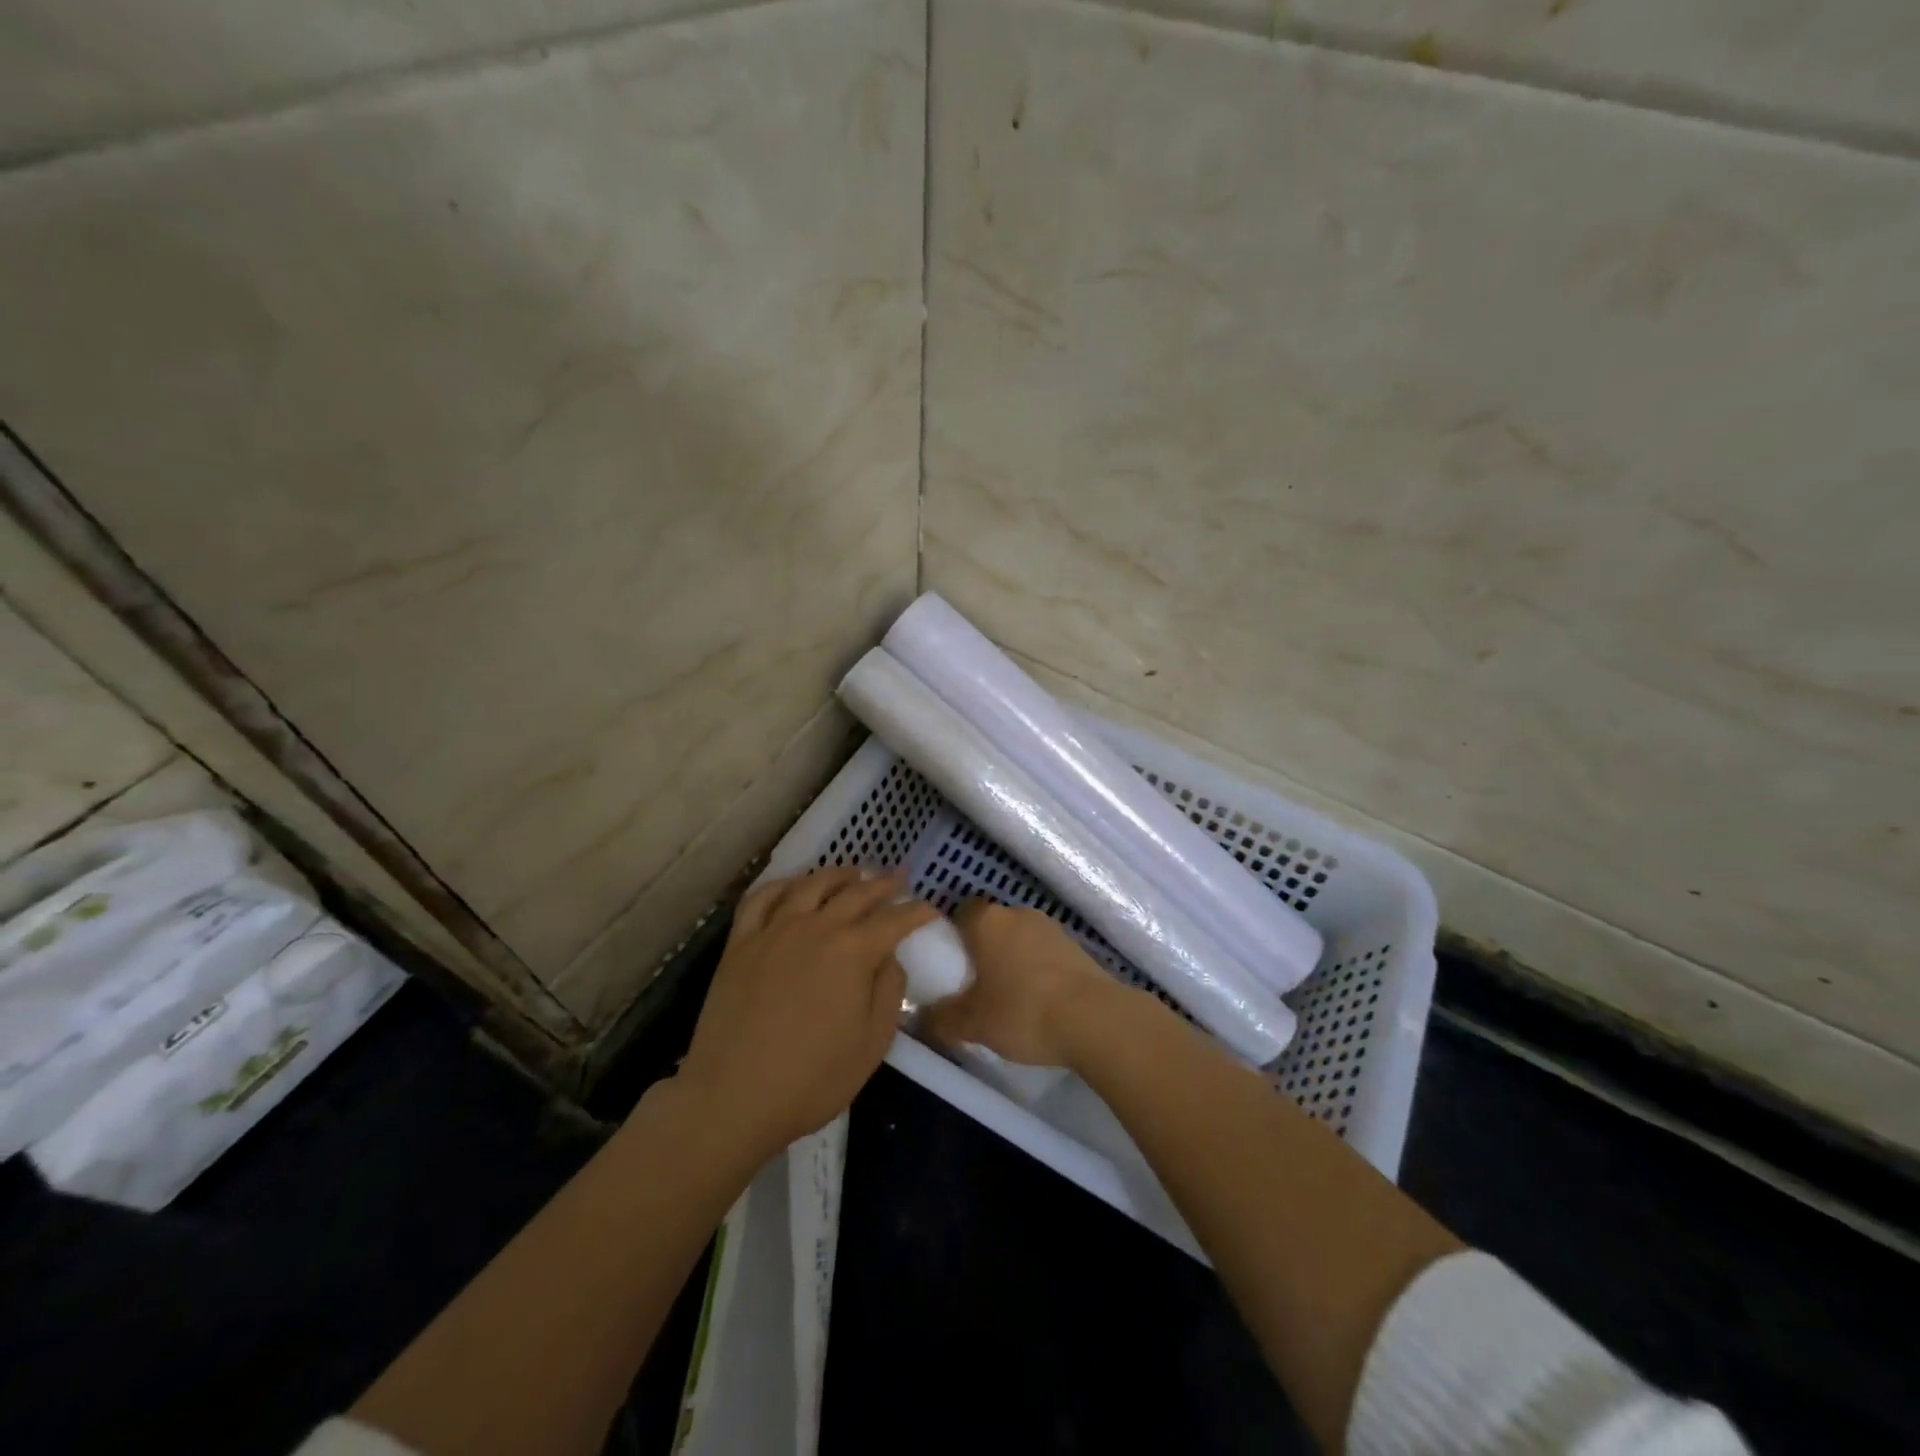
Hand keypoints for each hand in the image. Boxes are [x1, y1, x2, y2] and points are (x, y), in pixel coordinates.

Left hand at [674, 868, 936, 1159]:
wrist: (733, 1097)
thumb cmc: (812, 1079)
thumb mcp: (871, 1044)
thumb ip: (888, 991)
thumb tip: (890, 957)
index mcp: (853, 952)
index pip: (894, 920)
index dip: (916, 912)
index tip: (930, 909)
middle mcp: (816, 928)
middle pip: (856, 893)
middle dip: (883, 883)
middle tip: (899, 878)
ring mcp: (774, 930)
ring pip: (811, 885)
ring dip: (837, 875)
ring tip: (852, 873)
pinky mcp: (740, 942)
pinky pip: (762, 898)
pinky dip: (783, 884)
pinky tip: (793, 886)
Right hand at [920, 900, 1124, 1068]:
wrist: (1095, 1020)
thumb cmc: (1023, 1011)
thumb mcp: (973, 1024)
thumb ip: (941, 1019)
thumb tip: (920, 1018)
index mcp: (988, 922)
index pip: (962, 911)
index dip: (953, 933)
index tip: (949, 962)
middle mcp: (1019, 914)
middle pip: (992, 925)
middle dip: (983, 950)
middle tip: (974, 985)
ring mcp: (1052, 928)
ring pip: (1020, 939)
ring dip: (1013, 960)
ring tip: (1008, 998)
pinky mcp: (1077, 947)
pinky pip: (1045, 953)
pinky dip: (1038, 970)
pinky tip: (1039, 1002)